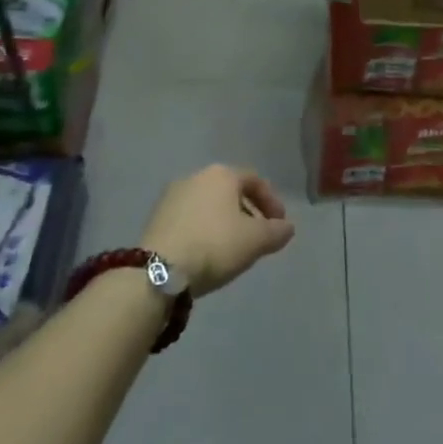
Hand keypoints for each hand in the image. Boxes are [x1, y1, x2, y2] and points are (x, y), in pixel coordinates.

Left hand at [142, 165, 296, 296]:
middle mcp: (196, 177)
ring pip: (208, 205)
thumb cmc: (215, 245)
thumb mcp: (256, 240)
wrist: (158, 269)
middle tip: (258, 237)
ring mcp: (171, 196)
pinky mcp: (155, 217)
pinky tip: (207, 253)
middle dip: (248, 213)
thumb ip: (277, 232)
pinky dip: (203, 230)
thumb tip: (286, 227)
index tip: (280, 225)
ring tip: (233, 249)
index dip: (272, 202)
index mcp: (222, 174)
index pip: (255, 180)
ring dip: (224, 223)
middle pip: (230, 191)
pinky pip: (190, 219)